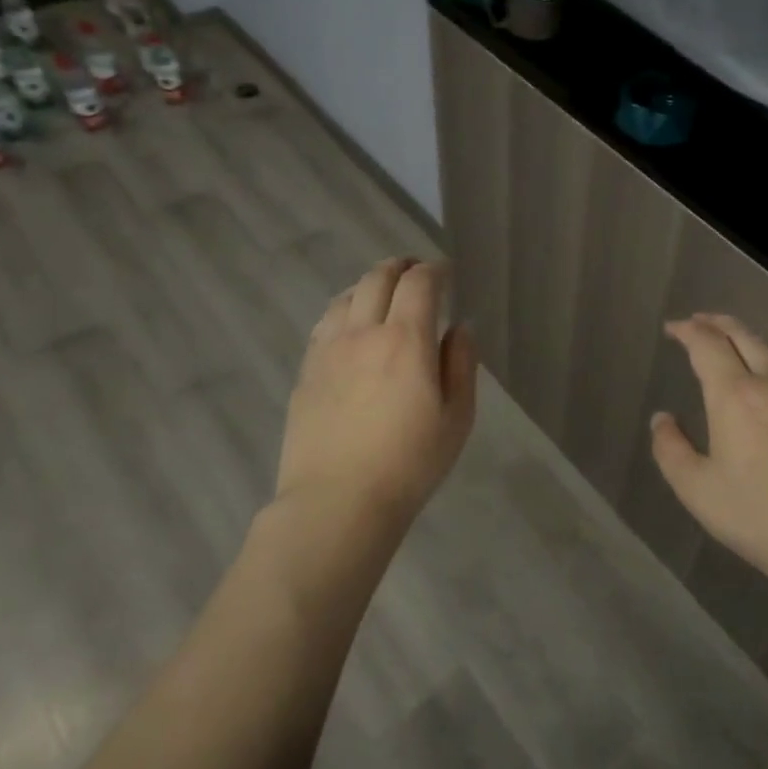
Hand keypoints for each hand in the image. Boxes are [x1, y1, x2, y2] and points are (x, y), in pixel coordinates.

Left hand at [272, 258, 477, 533]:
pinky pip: (325, 323)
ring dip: (369, 284)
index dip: (434, 270)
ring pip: (346, 296)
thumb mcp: (456, 417)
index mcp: (406, 340)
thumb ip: (461, 364)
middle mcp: (363, 333)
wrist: (338, 501)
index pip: (419, 283)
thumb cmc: (410, 463)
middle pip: (377, 278)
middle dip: (400, 266)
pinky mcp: (306, 372)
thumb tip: (460, 328)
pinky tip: (350, 325)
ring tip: (382, 293)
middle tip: (415, 270)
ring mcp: (328, 351)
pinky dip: (344, 310)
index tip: (445, 272)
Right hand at [651, 314, 767, 594]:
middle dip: (718, 323)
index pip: (708, 345)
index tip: (673, 328)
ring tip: (735, 340)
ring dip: (749, 336)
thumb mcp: (696, 488)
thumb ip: (671, 449)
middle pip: (744, 336)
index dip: (688, 330)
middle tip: (700, 322)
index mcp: (734, 395)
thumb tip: (662, 419)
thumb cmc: (755, 513)